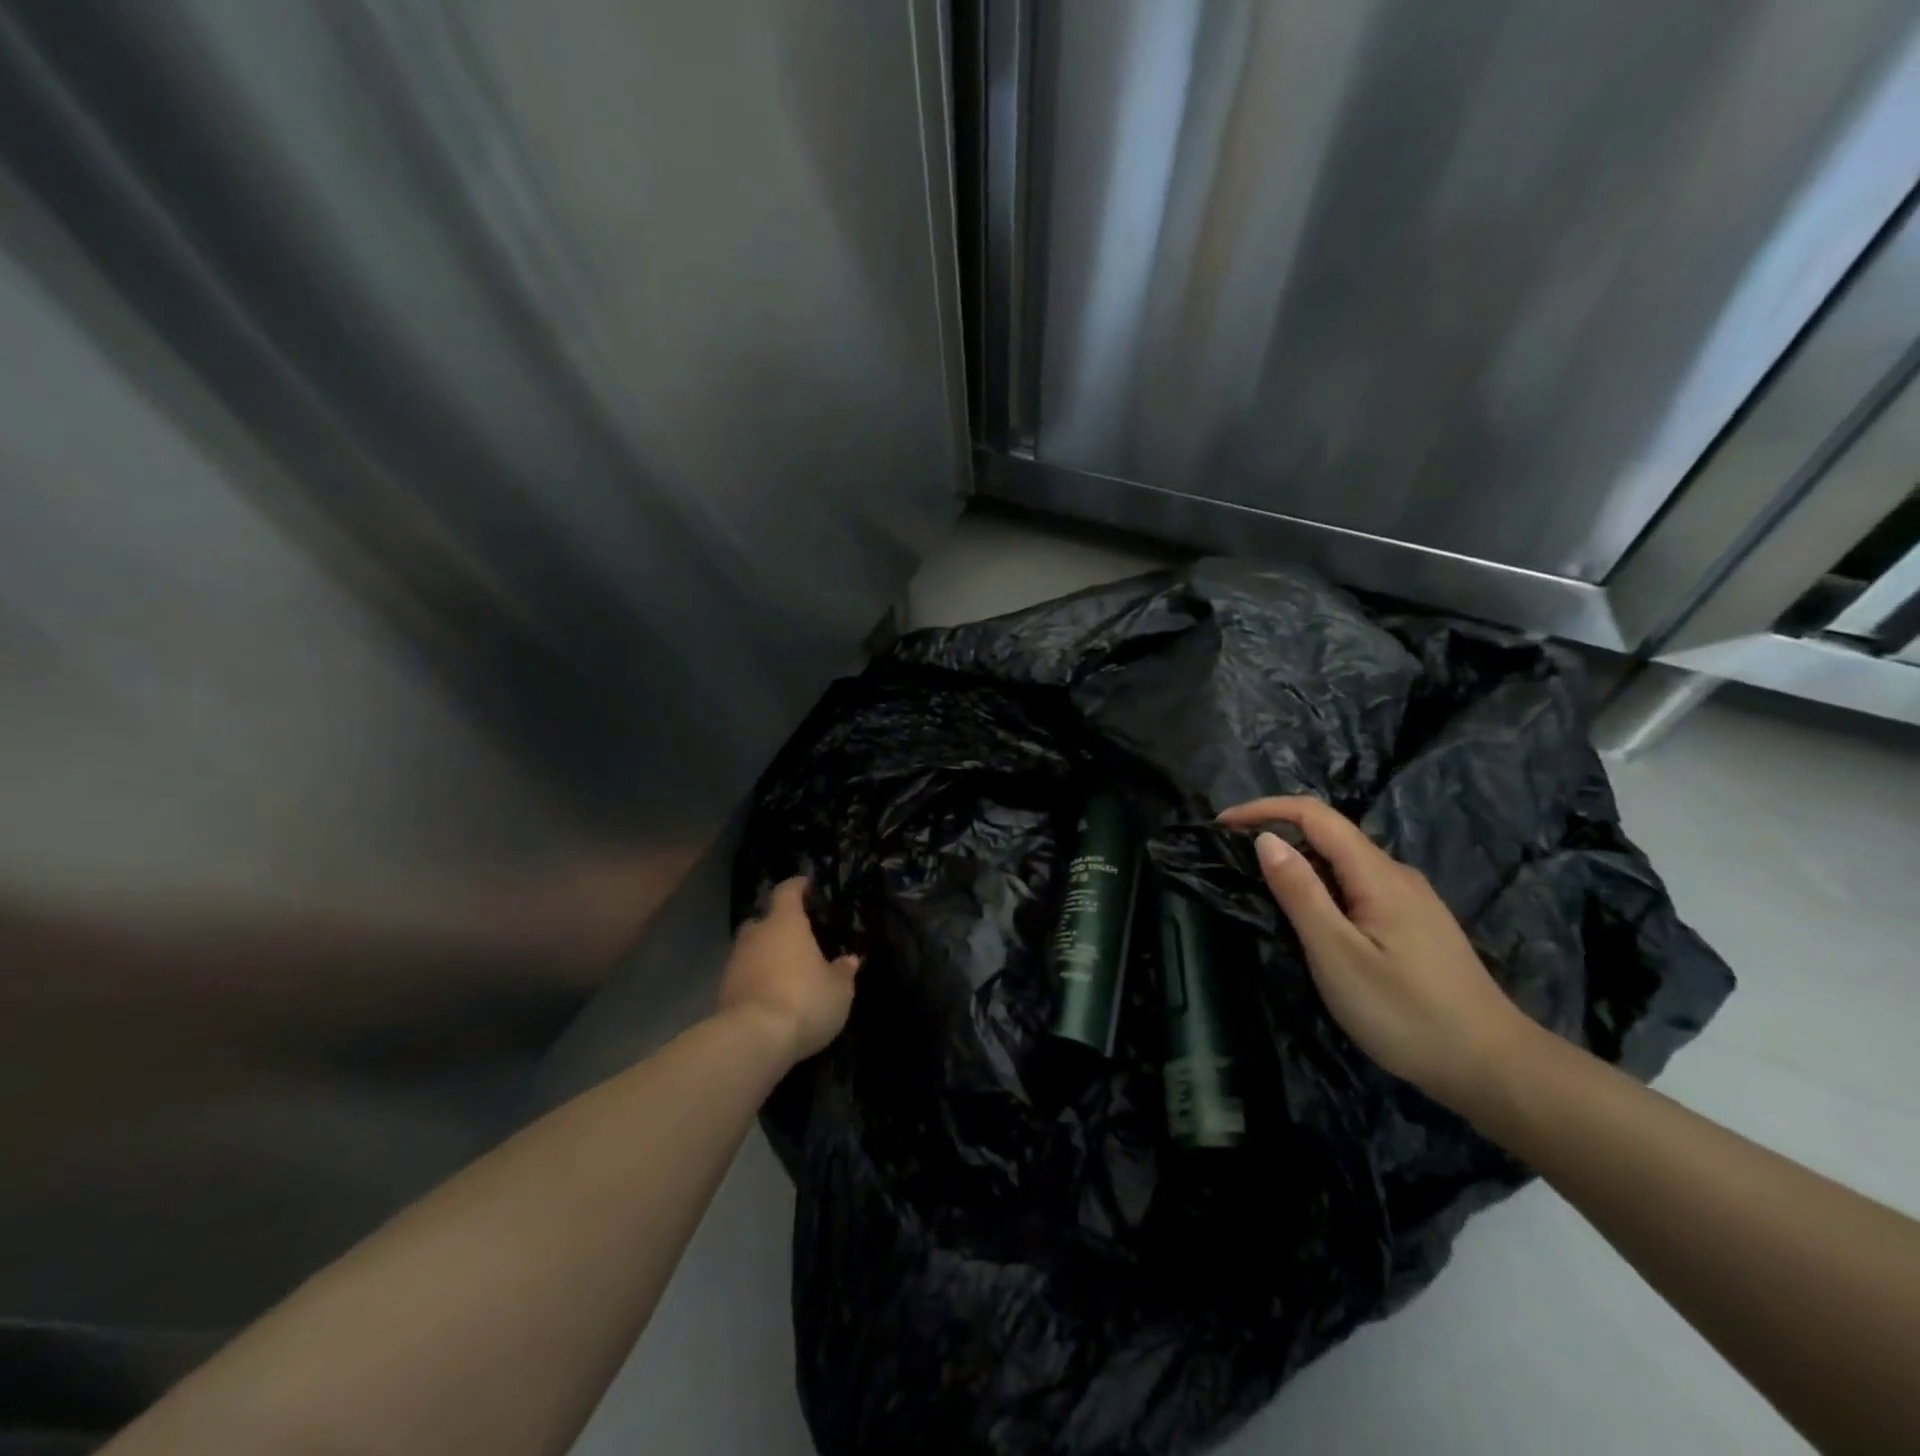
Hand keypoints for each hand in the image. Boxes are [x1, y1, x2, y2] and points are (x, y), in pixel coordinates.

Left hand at [719, 877, 860, 1064]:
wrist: (754, 1039)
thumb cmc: (804, 1000)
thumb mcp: (839, 990)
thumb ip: (843, 972)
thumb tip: (850, 960)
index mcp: (785, 923)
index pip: (788, 892)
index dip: (797, 886)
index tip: (806, 885)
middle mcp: (757, 935)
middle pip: (763, 920)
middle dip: (777, 925)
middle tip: (797, 937)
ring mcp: (735, 962)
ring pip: (751, 949)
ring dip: (765, 955)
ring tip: (786, 971)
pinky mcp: (723, 990)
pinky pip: (743, 975)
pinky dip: (755, 980)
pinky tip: (771, 995)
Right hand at [1217, 797, 1534, 1111]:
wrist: (1495, 1069)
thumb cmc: (1407, 1013)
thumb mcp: (1337, 954)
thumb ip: (1300, 893)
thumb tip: (1266, 839)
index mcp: (1377, 874)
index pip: (1314, 815)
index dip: (1265, 809)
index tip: (1221, 825)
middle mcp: (1396, 875)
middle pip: (1329, 835)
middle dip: (1277, 835)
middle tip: (1232, 863)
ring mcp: (1410, 901)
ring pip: (1343, 864)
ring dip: (1299, 864)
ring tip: (1261, 892)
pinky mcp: (1415, 926)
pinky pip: (1357, 888)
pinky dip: (1322, 888)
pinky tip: (1311, 921)